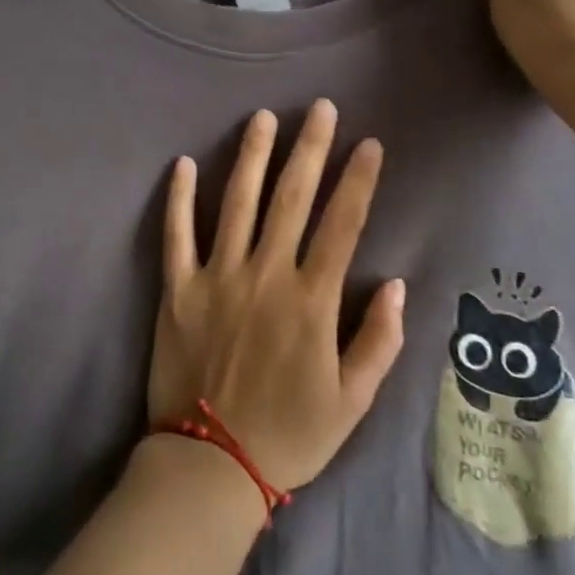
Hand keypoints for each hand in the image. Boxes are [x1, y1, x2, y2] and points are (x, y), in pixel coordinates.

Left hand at [148, 100, 406, 493]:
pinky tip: (181, 162)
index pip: (342, 225)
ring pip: (237, 202)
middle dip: (310, 148)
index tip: (369, 145)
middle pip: (292, 198)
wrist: (211, 466)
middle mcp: (265, 275)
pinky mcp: (178, 289)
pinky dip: (179, 197)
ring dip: (252, 156)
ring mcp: (217, 277)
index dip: (358, 181)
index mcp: (311, 300)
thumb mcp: (352, 401)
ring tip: (263, 117)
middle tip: (320, 108)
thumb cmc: (289, 434)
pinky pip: (177, 234)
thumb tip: (397, 284)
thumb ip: (379, 341)